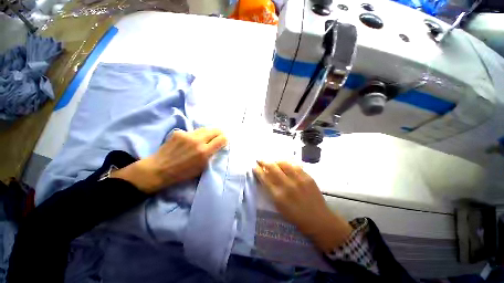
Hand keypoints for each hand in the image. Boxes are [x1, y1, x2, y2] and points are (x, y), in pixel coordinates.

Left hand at [112, 128, 227, 193]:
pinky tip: (191, 140)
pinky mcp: (179, 132)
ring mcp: (187, 135)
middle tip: (220, 134)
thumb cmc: (182, 173)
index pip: (221, 139)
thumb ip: (211, 155)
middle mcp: (197, 141)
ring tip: (209, 136)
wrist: (158, 169)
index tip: (226, 139)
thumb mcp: (201, 167)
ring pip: (204, 129)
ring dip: (209, 132)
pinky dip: (195, 135)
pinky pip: (192, 132)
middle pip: (214, 130)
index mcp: (204, 152)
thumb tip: (217, 146)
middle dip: (219, 132)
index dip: (225, 138)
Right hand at [253, 161, 352, 252]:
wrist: (318, 220)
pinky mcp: (307, 177)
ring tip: (273, 161)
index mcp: (279, 196)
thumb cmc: (296, 216)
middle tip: (260, 160)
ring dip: (275, 161)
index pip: (265, 179)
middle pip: (273, 168)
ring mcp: (299, 180)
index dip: (258, 171)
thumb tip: (265, 178)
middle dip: (264, 162)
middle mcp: (287, 185)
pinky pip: (295, 165)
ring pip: (284, 164)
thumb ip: (271, 191)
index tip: (254, 166)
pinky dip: (287, 163)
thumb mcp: (279, 206)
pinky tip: (284, 163)